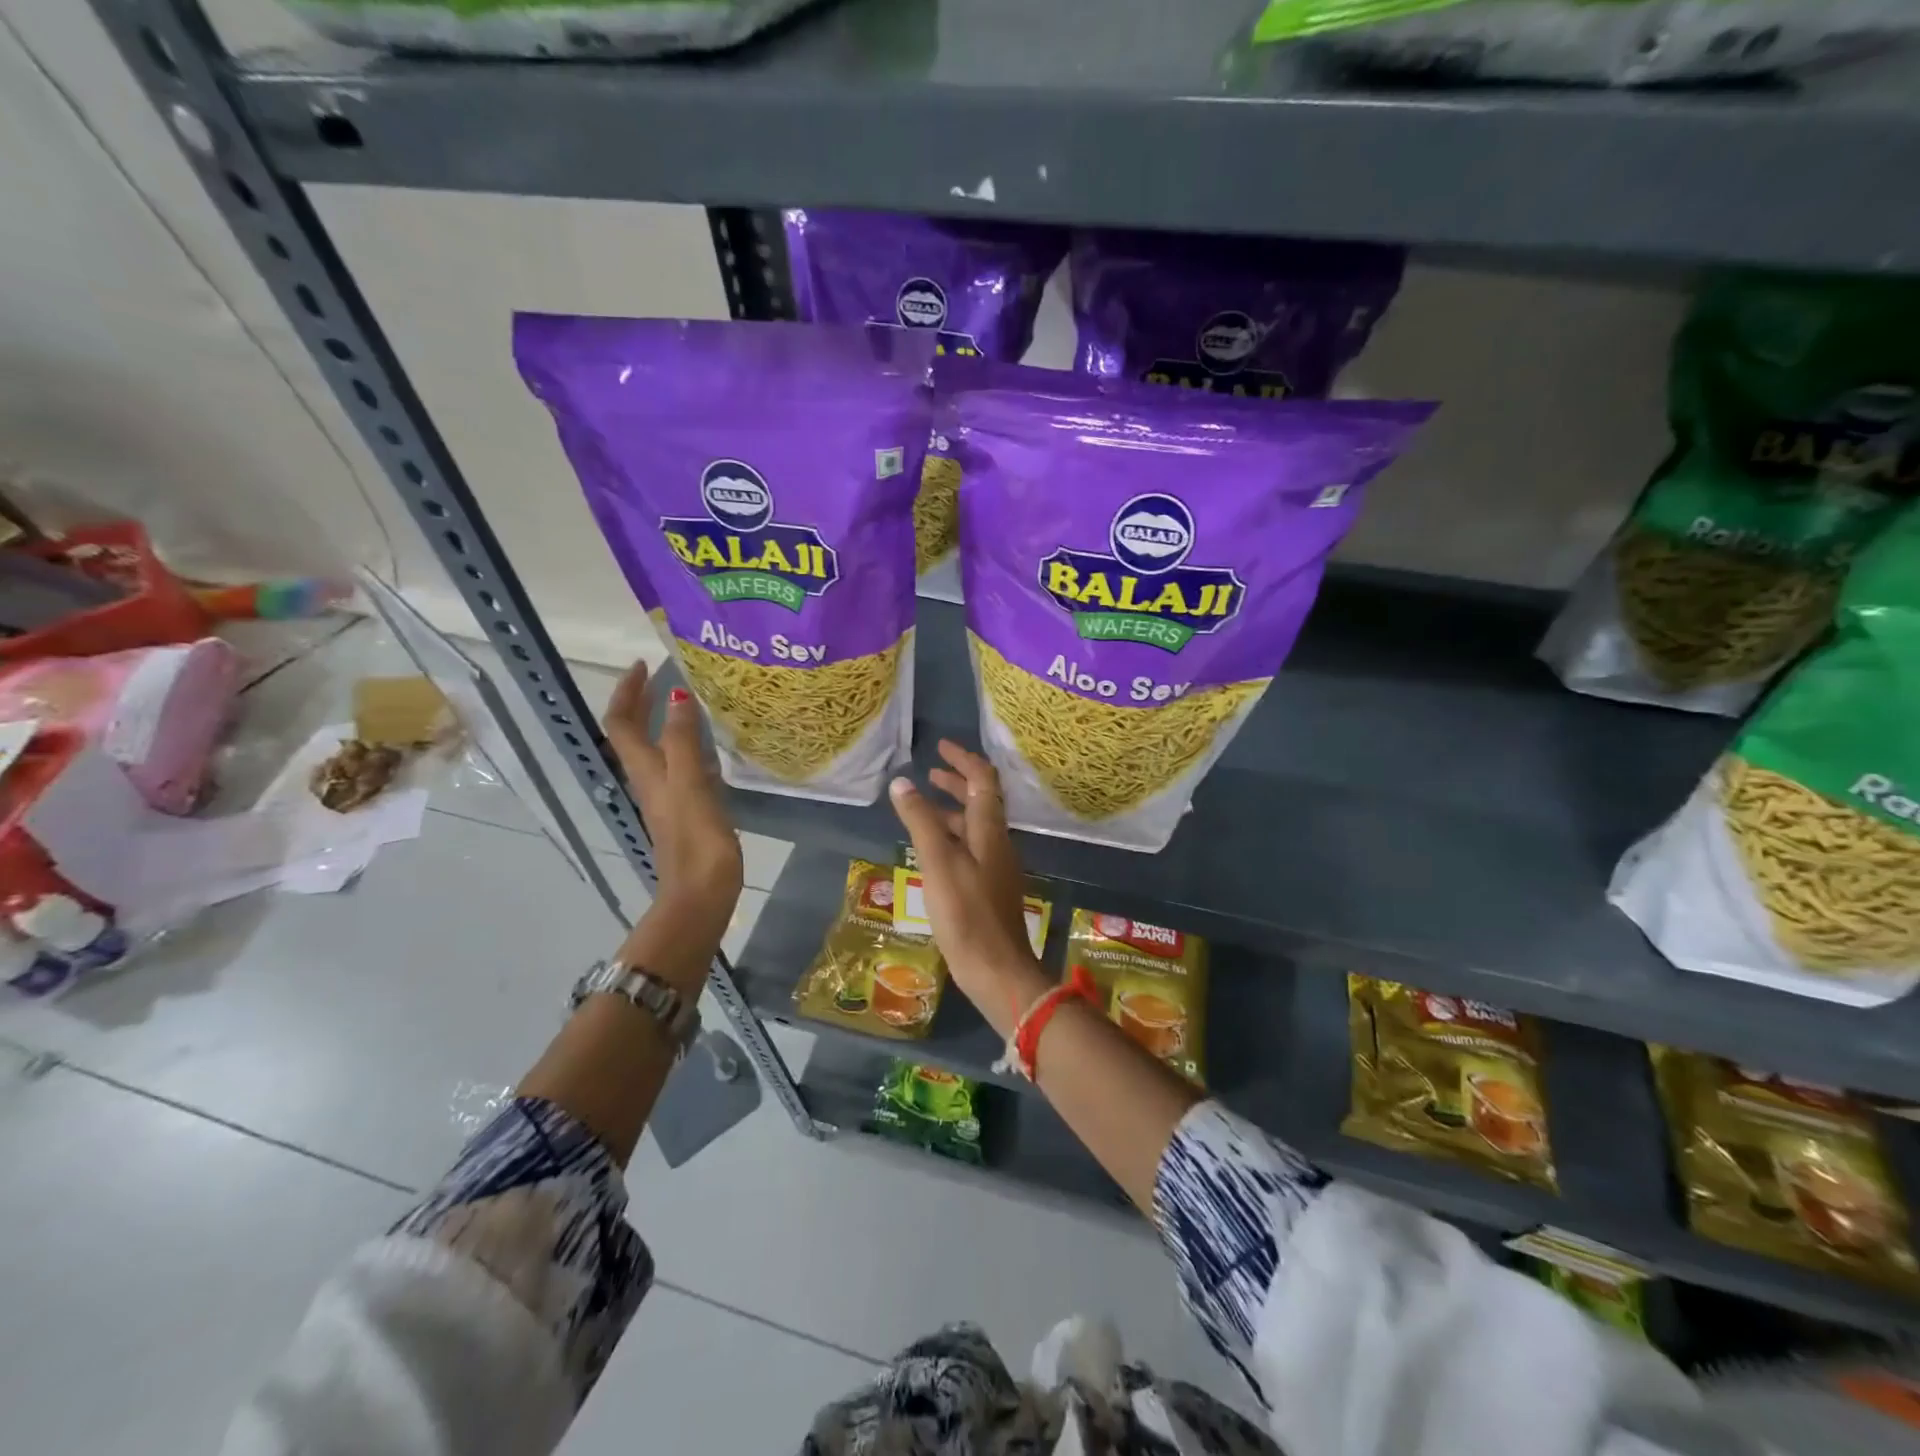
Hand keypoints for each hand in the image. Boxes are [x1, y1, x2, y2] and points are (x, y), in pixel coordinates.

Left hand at [602, 661, 742, 958]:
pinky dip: (685, 746)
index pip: (622, 723)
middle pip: (634, 734)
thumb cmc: (696, 840)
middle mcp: (649, 780)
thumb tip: (676, 696)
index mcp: (645, 771)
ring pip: (655, 749)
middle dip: (642, 702)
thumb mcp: (689, 784)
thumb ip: (682, 741)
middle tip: (663, 675)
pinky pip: (679, 766)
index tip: (643, 664)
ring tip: (688, 701)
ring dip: (663, 722)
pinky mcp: (686, 810)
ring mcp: (667, 797)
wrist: (701, 894)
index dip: (628, 692)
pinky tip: (708, 746)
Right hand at [889, 741, 1048, 1036]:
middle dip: (957, 782)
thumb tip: (902, 782)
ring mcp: (995, 866)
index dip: (964, 760)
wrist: (997, 971)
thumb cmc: (967, 914)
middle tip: (931, 771)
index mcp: (990, 830)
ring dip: (951, 809)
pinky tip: (931, 849)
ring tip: (923, 805)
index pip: (983, 780)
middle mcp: (997, 842)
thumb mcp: (939, 863)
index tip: (942, 747)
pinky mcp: (988, 888)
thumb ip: (921, 822)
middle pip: (980, 801)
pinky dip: (950, 836)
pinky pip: (969, 848)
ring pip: (974, 826)